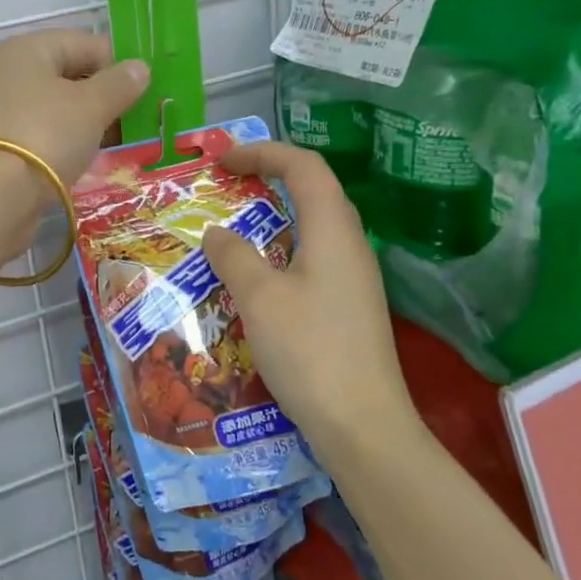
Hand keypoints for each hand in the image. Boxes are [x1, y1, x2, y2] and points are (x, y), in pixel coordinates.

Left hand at [0, 30, 148, 247]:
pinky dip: (69, 144)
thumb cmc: (45, 134)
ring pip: (58, 109)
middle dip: (105, 95)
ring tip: (123, 142)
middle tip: (140, 118)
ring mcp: (2, 112)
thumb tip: (140, 68)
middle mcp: (9, 74)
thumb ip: (119, 84)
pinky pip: (45, 136)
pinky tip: (92, 161)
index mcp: (26, 49)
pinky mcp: (1, 148)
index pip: (84, 43)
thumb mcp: (91, 105)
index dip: (118, 62)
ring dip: (90, 123)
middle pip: (69, 76)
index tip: (149, 88)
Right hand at [201, 142, 419, 453]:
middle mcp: (350, 245)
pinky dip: (282, 249)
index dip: (263, 152)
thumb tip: (217, 233)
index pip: (304, 166)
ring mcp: (354, 278)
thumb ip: (234, 256)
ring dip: (275, 215)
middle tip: (228, 185)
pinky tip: (257, 277)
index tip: (222, 161)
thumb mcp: (259, 298)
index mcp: (333, 230)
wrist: (363, 426)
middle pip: (314, 190)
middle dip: (270, 176)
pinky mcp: (349, 307)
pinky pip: (313, 258)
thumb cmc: (310, 351)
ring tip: (235, 227)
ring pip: (314, 227)